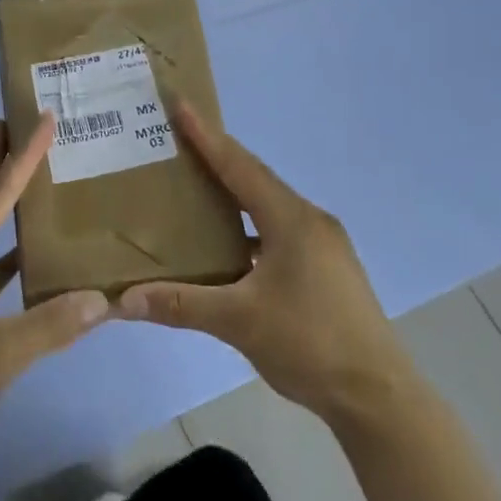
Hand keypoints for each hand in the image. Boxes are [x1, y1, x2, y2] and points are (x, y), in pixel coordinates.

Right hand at [117, 106, 403, 426]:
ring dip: (233, 197)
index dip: (207, 135)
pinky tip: (228, 248)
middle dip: (217, 159)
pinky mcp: (326, 269)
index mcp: (291, 220)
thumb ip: (181, 304)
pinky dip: (249, 230)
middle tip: (177, 143)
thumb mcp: (239, 322)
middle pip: (255, 180)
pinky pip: (278, 233)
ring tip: (194, 190)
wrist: (377, 395)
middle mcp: (309, 222)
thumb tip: (123, 300)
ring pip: (268, 208)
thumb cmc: (309, 344)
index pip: (239, 166)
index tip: (181, 104)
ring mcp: (323, 246)